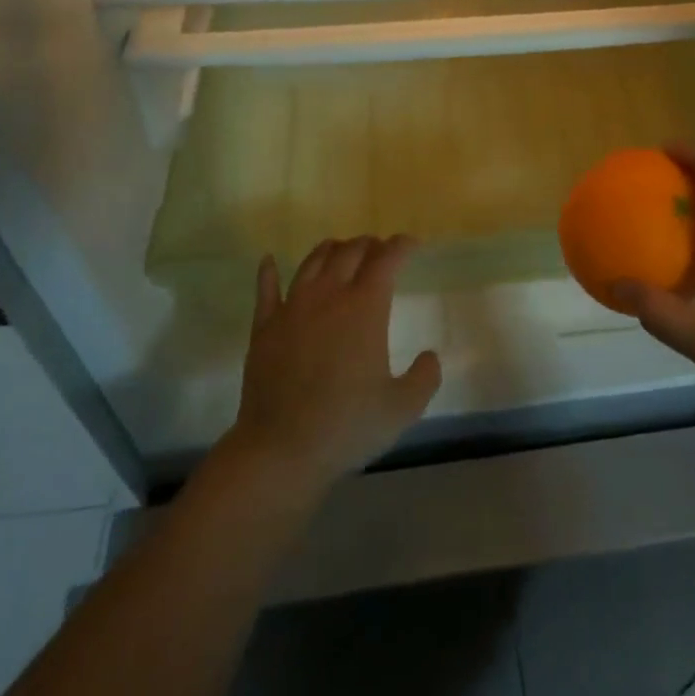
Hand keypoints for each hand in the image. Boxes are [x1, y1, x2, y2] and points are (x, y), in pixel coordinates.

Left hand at [227, 236, 441, 489]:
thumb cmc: (346, 426)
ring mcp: (292, 307)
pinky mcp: (264, 327)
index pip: (386, 259)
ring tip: (340, 249)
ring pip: (312, 261)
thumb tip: (430, 356)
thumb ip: (424, 378)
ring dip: (331, 249)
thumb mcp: (401, 409)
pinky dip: (268, 271)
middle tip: (379, 249)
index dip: (401, 246)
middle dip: (369, 244)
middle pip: (350, 251)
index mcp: (365, 307)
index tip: (411, 244)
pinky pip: (266, 288)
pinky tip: (269, 261)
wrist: (280, 451)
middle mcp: (329, 295)